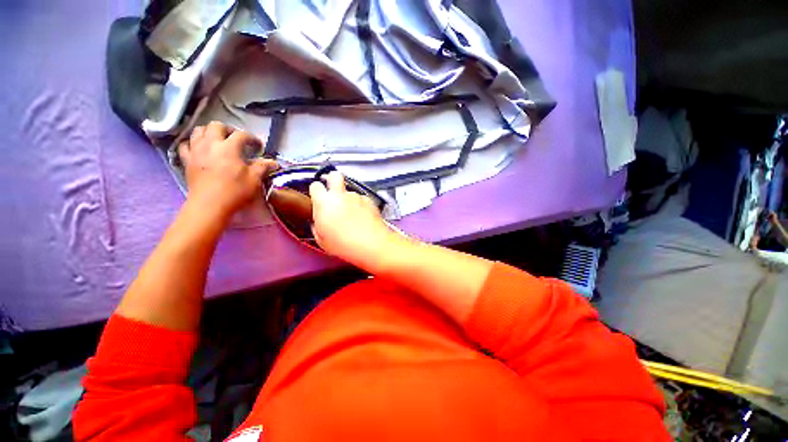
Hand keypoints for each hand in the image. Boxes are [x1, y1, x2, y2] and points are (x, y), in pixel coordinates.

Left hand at [178, 122, 274, 221]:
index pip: (241, 135)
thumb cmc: (235, 191)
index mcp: (229, 147)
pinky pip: (185, 144)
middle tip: (236, 139)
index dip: (252, 138)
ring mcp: (195, 151)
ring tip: (218, 141)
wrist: (210, 205)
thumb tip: (274, 162)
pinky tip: (199, 149)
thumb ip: (263, 167)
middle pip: (216, 125)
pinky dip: (193, 143)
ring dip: (209, 132)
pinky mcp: (186, 160)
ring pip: (198, 131)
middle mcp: (210, 144)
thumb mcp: (254, 179)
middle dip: (228, 129)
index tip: (258, 146)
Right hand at [309, 172, 394, 266]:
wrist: (371, 244)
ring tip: (353, 215)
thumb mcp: (321, 240)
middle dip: (333, 180)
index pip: (315, 185)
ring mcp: (356, 196)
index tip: (318, 199)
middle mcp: (340, 195)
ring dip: (348, 199)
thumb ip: (317, 226)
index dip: (316, 191)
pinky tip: (363, 217)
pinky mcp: (369, 200)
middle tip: (334, 193)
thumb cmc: (343, 244)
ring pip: (350, 191)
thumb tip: (318, 222)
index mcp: (324, 202)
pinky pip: (361, 199)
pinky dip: (361, 205)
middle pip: (334, 175)